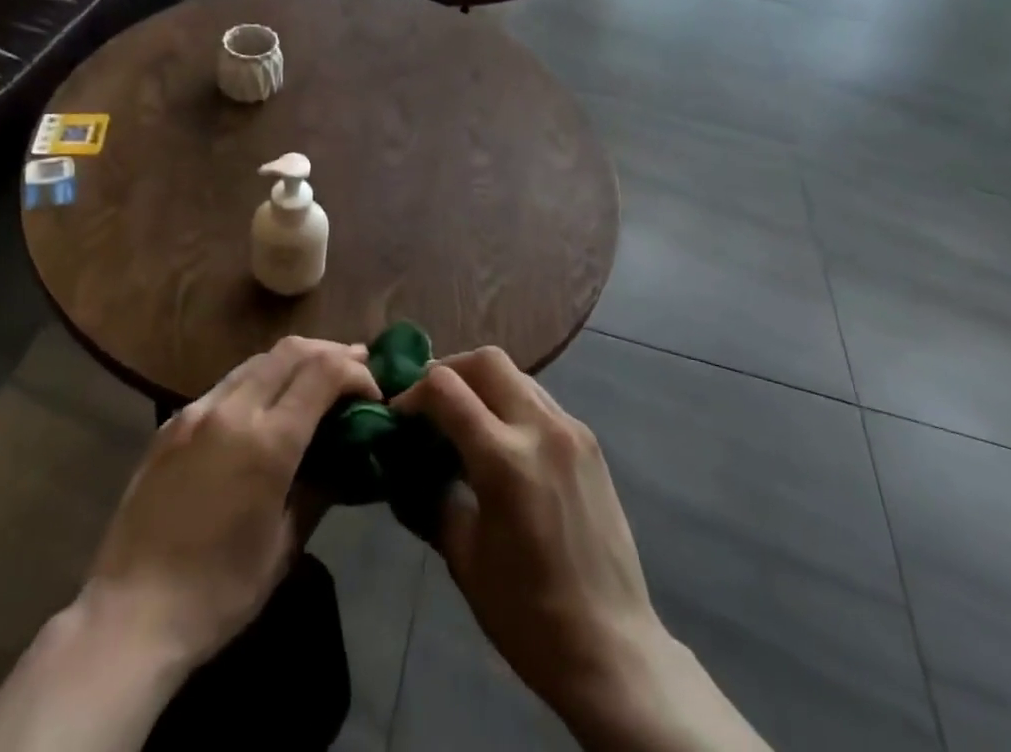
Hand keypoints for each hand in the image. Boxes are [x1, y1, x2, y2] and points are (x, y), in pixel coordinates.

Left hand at [83, 336, 378, 672]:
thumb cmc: (218, 592)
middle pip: (292, 350)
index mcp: (267, 442)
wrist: (130, 615)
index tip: (373, 393)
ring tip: (316, 378)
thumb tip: (345, 455)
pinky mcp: (173, 422)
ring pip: (258, 360)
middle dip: (331, 352)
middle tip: (356, 367)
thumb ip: (319, 487)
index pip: (324, 372)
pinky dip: (259, 379)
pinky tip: (266, 403)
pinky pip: (227, 383)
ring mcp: (198, 411)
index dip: (356, 372)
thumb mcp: (285, 545)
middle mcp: (233, 410)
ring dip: (295, 361)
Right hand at [393, 347, 654, 708]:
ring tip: (463, 420)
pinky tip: (501, 442)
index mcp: (504, 459)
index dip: (413, 392)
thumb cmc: (527, 614)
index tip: (398, 414)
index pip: (446, 388)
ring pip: (517, 374)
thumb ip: (432, 497)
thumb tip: (406, 465)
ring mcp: (572, 430)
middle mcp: (541, 428)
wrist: (612, 648)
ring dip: (482, 384)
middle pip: (486, 361)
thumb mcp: (464, 557)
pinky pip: (540, 400)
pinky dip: (511, 403)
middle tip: (429, 403)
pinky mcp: (589, 442)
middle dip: (450, 370)